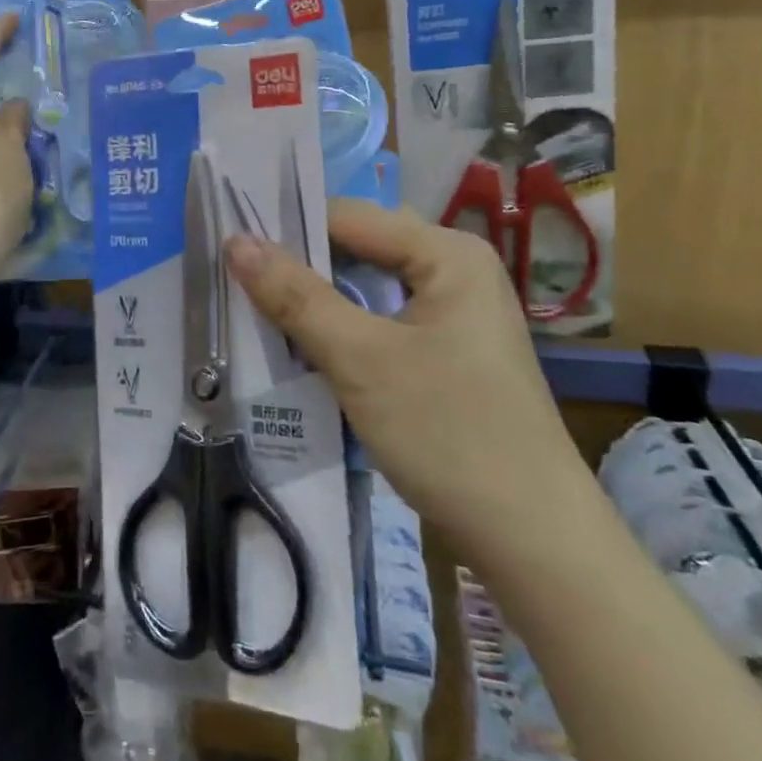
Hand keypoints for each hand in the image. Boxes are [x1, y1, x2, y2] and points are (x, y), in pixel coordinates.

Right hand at [225, 201, 587, 555]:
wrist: (534, 543)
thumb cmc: (448, 434)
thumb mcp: (360, 360)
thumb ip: (295, 296)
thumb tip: (235, 241)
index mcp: (448, 253)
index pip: (348, 217)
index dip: (287, 229)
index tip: (227, 247)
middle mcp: (455, 268)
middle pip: (358, 248)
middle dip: (300, 264)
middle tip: (234, 276)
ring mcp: (454, 312)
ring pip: (366, 287)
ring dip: (317, 299)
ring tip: (255, 305)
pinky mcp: (447, 350)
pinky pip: (381, 319)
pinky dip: (342, 327)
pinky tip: (302, 344)